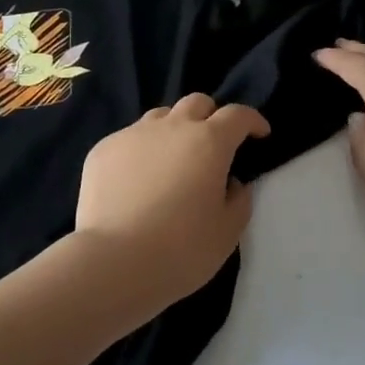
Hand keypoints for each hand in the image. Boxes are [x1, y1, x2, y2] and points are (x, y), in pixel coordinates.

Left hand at [73, 94, 268, 315]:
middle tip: (214, 144)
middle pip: (197, 103)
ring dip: (174, 130)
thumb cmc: (181, 249)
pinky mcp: (104, 149)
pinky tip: (136, 181)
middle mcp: (172, 127)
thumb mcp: (227, 232)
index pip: (237, 115)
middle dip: (211, 117)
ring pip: (161, 117)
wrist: (114, 261)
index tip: (260, 133)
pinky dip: (141, 152)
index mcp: (209, 142)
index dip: (252, 120)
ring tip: (172, 161)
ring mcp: (133, 134)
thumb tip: (231, 182)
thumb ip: (238, 200)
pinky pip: (129, 139)